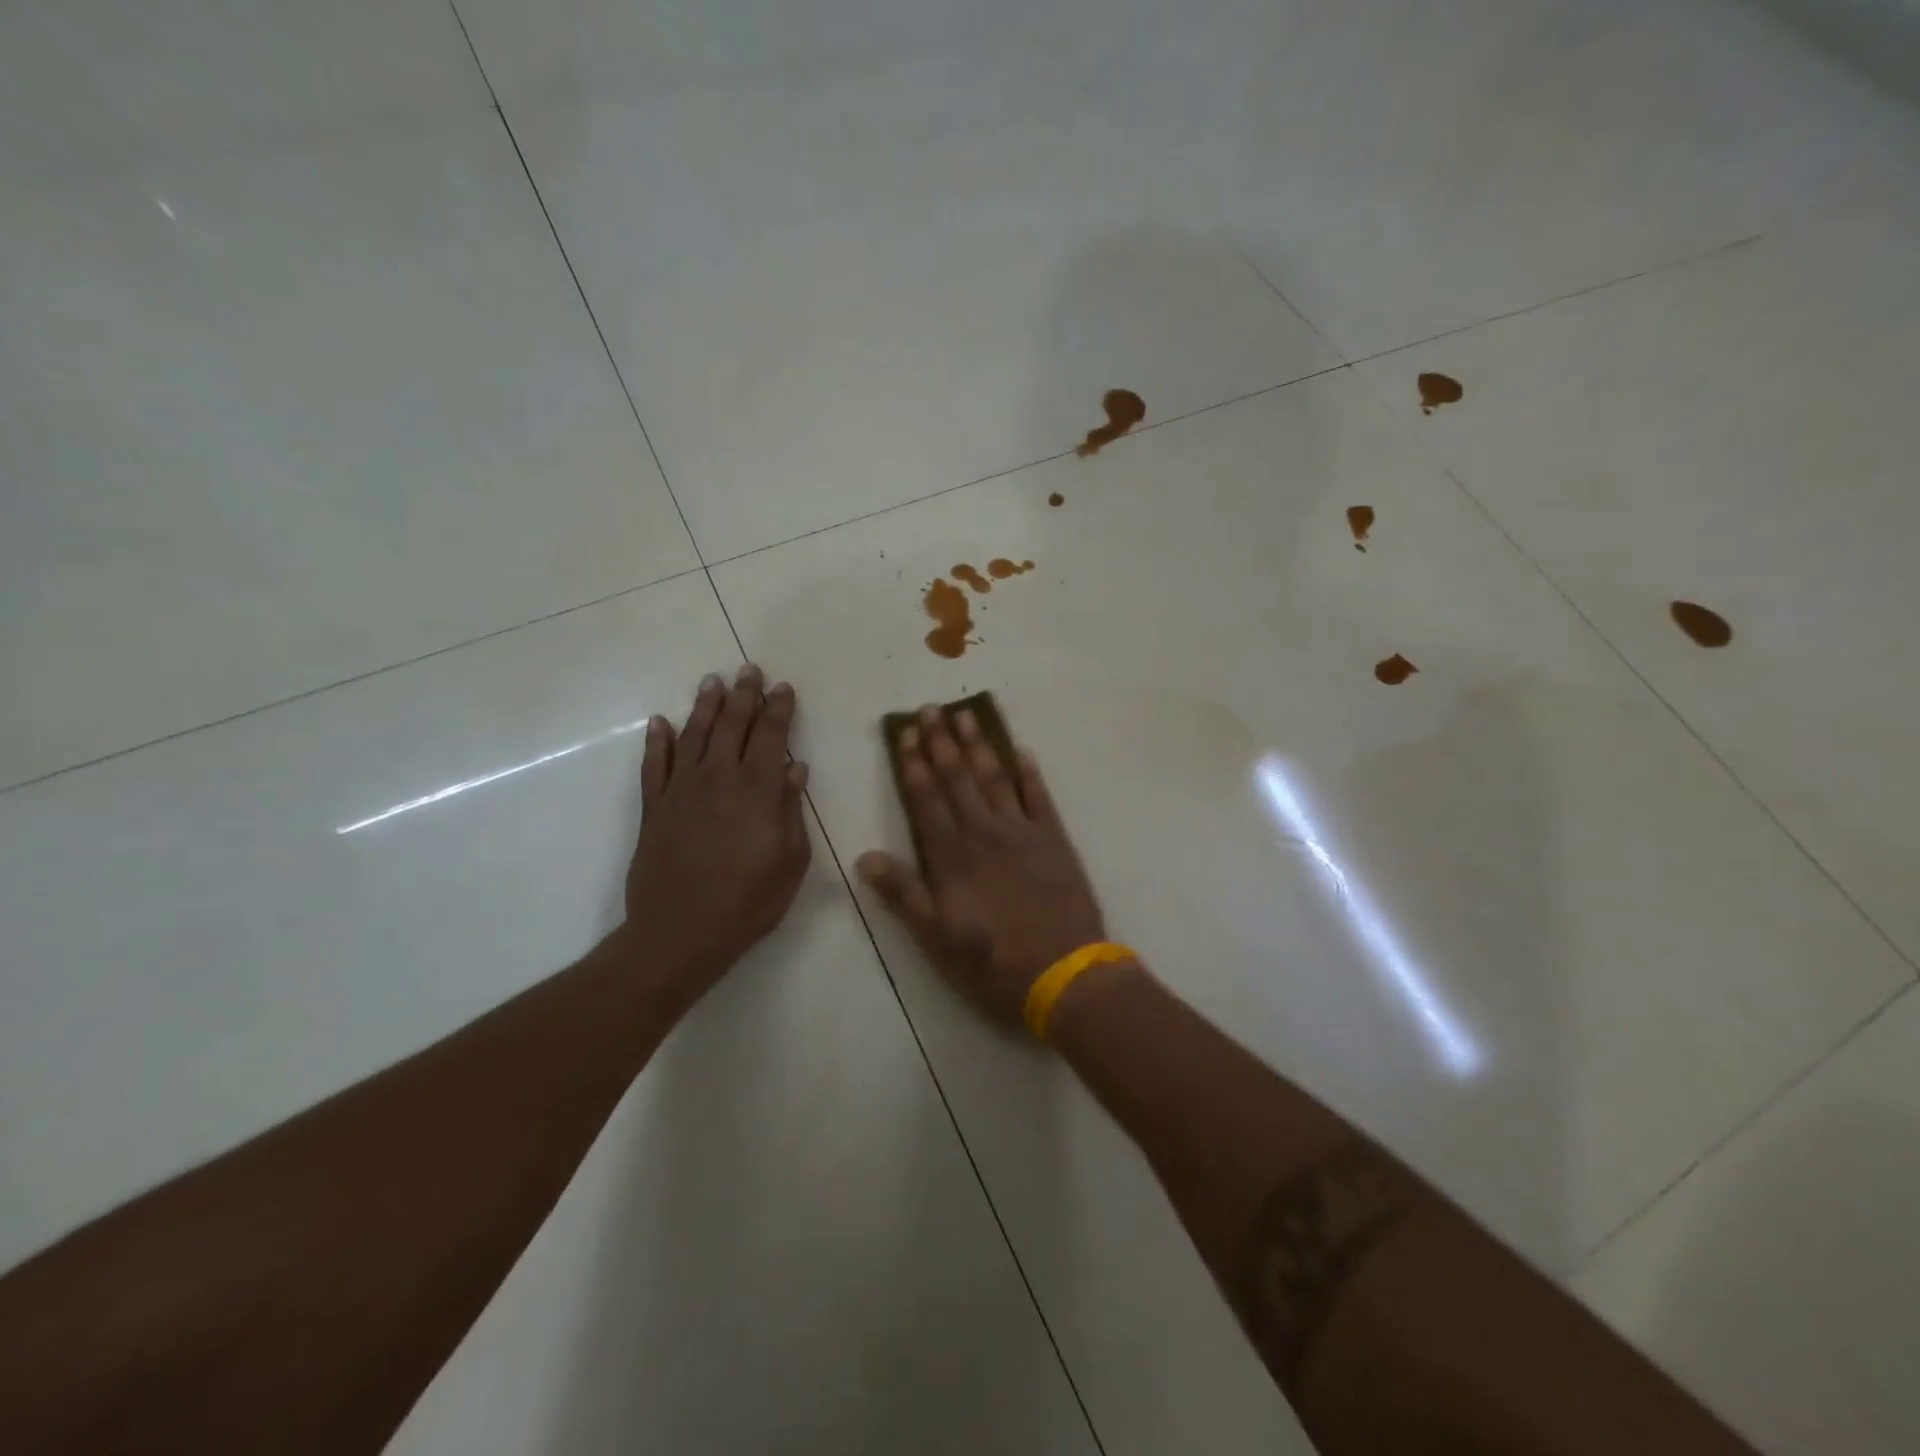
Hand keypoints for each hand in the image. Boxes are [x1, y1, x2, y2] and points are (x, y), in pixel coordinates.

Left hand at [622, 664, 810, 1002]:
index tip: (783, 688)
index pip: (771, 736)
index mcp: (757, 790)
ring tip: (713, 682)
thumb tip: (796, 769)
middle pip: (732, 725)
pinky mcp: (653, 808)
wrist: (678, 934)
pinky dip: (657, 741)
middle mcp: (718, 778)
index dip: (779, 709)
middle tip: (749, 669)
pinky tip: (659, 722)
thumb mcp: (790, 861)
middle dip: (744, 695)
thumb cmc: (748, 903)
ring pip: (693, 735)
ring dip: (705, 706)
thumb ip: (791, 810)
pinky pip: (654, 765)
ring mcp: (680, 790)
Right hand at [857, 706, 1107, 1029]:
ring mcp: (1023, 833)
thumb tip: (866, 857)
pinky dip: (1030, 773)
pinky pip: (1040, 797)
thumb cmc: (992, 962)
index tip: (906, 733)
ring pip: (996, 779)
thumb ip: (903, 894)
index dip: (914, 765)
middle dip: (942, 742)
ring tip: (966, 715)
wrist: (1063, 973)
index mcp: (953, 856)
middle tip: (931, 708)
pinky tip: (1022, 750)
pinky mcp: (1055, 841)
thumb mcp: (936, 938)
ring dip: (980, 745)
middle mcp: (985, 833)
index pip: (927, 799)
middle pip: (959, 779)